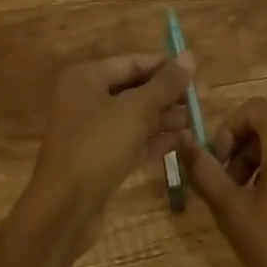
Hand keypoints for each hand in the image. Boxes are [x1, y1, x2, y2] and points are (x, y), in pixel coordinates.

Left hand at [26, 51, 197, 244]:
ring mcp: (91, 130)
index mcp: (87, 77)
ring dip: (166, 118)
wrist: (63, 211)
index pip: (133, 62)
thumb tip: (189, 56)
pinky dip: (154, 139)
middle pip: (135, 89)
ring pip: (135, 116)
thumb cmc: (97, 147)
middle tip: (204, 100)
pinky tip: (183, 143)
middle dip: (169, 95)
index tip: (197, 74)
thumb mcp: (135, 110)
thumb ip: (165, 84)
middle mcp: (86, 98)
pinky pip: (131, 140)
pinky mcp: (98, 158)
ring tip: (199, 122)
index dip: (166, 67)